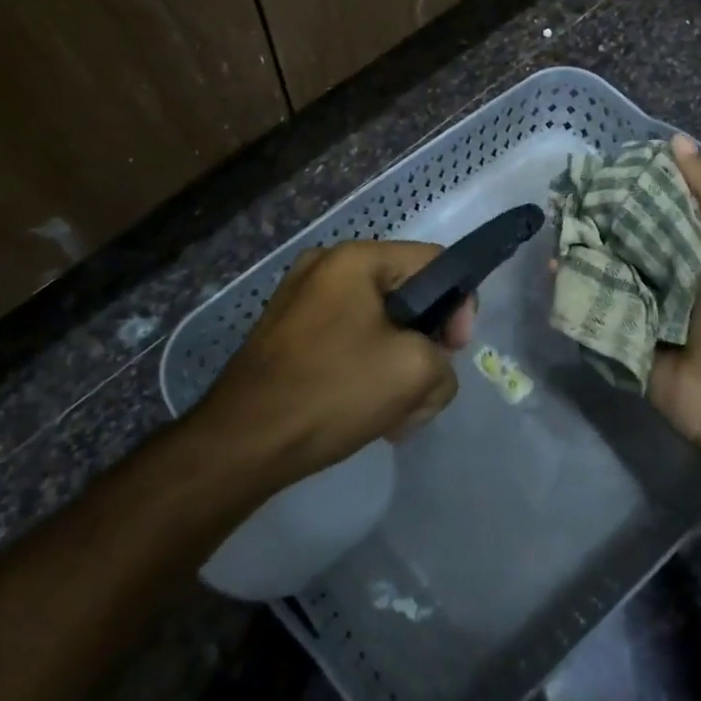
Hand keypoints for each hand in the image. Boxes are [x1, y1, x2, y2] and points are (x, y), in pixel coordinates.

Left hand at [193, 240, 474, 486]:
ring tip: (395, 416)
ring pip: (379, 325)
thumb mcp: (414, 372)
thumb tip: (431, 364)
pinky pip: (347, 340)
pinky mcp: (288, 333)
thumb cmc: (333, 391)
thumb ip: (444, 359)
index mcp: (355, 258)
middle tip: (424, 391)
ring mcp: (301, 299)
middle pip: (406, 296)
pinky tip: (367, 414)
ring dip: (397, 367)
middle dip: (425, 346)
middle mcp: (326, 266)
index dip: (458, 305)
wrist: (242, 442)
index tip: (454, 352)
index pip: (434, 262)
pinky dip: (366, 371)